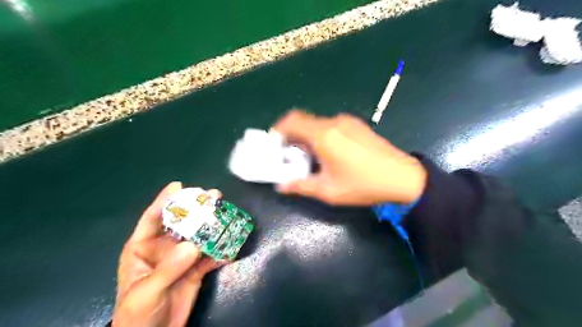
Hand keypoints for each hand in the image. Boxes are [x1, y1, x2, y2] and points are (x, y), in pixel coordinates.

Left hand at [113, 183, 223, 325]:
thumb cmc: (137, 316)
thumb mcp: (147, 292)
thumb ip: (168, 268)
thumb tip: (192, 246)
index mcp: (142, 248)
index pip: (152, 219)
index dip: (165, 201)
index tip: (179, 186)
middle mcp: (164, 249)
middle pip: (181, 223)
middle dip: (196, 209)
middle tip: (213, 196)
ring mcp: (182, 258)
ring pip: (199, 236)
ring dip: (212, 226)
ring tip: (226, 214)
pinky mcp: (196, 269)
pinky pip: (210, 256)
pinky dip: (220, 250)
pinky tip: (231, 244)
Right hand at [274, 111, 425, 204]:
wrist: (403, 177)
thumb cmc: (363, 185)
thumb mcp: (329, 191)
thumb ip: (301, 186)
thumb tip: (281, 186)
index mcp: (324, 135)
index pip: (291, 121)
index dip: (278, 130)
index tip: (275, 145)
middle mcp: (333, 122)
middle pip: (303, 121)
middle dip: (292, 137)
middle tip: (292, 157)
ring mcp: (347, 121)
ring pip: (317, 124)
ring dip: (308, 137)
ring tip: (312, 158)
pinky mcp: (357, 125)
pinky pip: (331, 126)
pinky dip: (321, 135)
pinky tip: (330, 154)